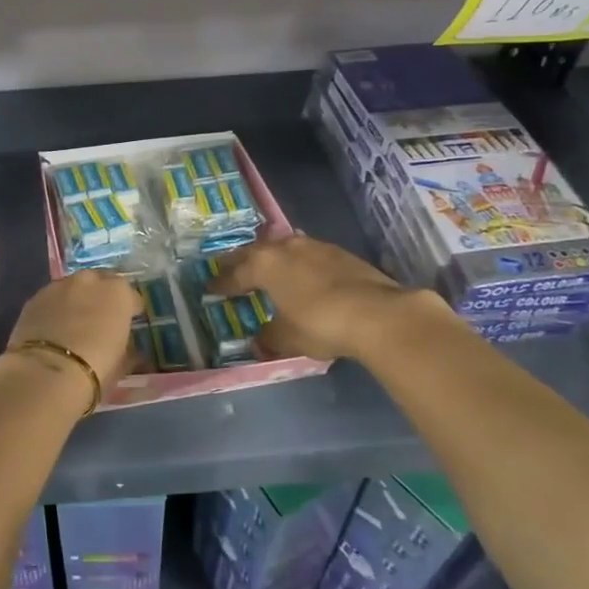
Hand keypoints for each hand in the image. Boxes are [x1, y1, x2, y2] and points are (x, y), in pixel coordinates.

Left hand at [4, 270, 143, 396]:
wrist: (46, 374)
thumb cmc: (95, 368)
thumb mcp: (122, 363)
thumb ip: (127, 347)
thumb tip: (127, 348)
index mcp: (118, 292)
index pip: (131, 296)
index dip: (130, 311)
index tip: (128, 324)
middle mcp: (89, 280)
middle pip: (100, 283)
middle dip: (102, 298)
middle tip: (100, 320)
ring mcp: (59, 286)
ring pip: (73, 288)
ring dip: (76, 301)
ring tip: (74, 324)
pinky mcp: (34, 298)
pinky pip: (52, 300)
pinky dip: (55, 309)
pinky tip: (52, 329)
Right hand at [209, 234, 424, 360]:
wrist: (378, 313)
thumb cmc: (320, 323)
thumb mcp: (288, 337)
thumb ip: (270, 336)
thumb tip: (259, 341)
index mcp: (264, 265)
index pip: (235, 273)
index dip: (222, 283)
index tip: (210, 287)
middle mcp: (286, 248)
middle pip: (256, 252)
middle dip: (241, 261)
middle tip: (230, 268)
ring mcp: (315, 247)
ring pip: (284, 247)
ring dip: (273, 256)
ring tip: (267, 265)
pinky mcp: (341, 253)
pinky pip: (308, 254)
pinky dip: (298, 262)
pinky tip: (303, 273)